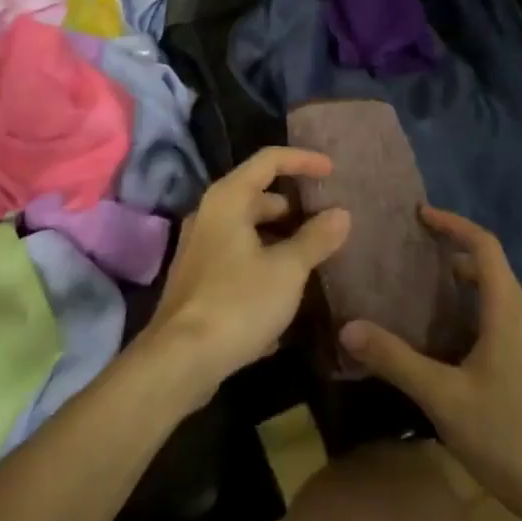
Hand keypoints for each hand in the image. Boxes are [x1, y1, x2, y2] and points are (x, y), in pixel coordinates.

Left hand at [141, 147, 350, 408]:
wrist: (180, 360)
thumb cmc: (238, 302)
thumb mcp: (287, 270)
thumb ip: (315, 238)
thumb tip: (341, 213)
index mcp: (228, 199)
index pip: (269, 160)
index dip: (303, 160)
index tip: (333, 172)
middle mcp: (210, 214)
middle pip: (258, 195)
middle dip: (294, 206)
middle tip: (327, 221)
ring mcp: (201, 247)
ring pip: (249, 230)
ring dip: (281, 238)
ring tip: (315, 256)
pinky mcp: (199, 279)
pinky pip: (239, 257)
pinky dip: (265, 263)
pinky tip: (288, 291)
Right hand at [340, 207, 521, 520]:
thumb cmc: (514, 438)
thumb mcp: (445, 399)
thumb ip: (396, 361)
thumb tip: (348, 327)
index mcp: (508, 313)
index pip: (485, 247)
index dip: (454, 224)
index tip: (420, 215)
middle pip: (490, 270)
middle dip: (451, 255)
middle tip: (409, 257)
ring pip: (494, 302)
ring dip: (459, 291)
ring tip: (417, 298)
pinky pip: (497, 329)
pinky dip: (468, 320)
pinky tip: (441, 350)